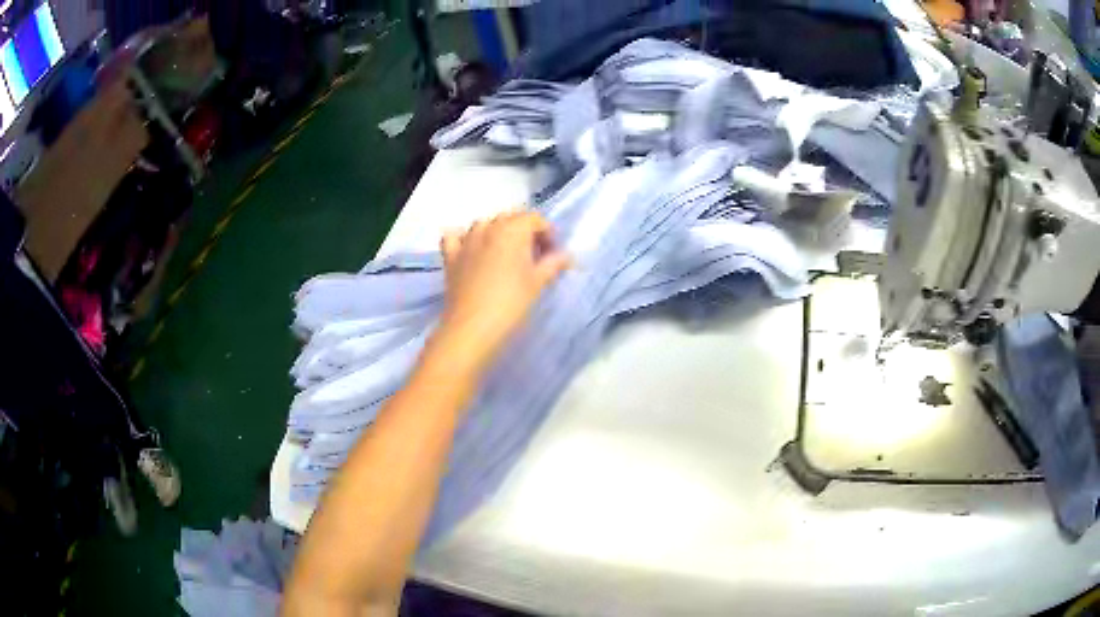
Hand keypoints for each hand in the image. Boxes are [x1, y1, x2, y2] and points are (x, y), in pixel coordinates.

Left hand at [431, 211, 570, 375]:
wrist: (473, 327)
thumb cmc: (511, 303)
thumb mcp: (538, 282)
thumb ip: (553, 264)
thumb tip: (565, 256)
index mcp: (513, 229)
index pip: (534, 219)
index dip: (547, 233)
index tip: (552, 254)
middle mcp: (488, 227)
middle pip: (510, 218)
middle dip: (524, 232)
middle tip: (533, 257)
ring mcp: (466, 240)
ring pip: (483, 224)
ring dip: (497, 233)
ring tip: (505, 255)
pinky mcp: (450, 256)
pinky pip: (454, 237)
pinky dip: (463, 238)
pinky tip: (470, 249)